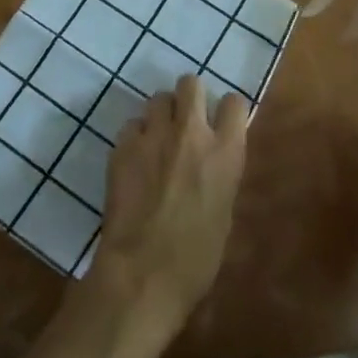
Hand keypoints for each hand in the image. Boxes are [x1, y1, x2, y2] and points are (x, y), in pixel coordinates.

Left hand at [91, 75, 249, 335]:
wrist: (143, 273)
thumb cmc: (196, 260)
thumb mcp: (224, 213)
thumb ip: (220, 176)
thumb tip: (212, 165)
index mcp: (226, 153)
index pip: (234, 102)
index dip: (227, 110)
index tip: (220, 122)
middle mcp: (192, 134)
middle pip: (191, 83)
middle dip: (189, 97)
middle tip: (185, 121)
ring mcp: (154, 136)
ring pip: (158, 98)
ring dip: (160, 115)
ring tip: (156, 139)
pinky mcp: (123, 146)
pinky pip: (131, 125)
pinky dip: (134, 137)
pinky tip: (134, 160)